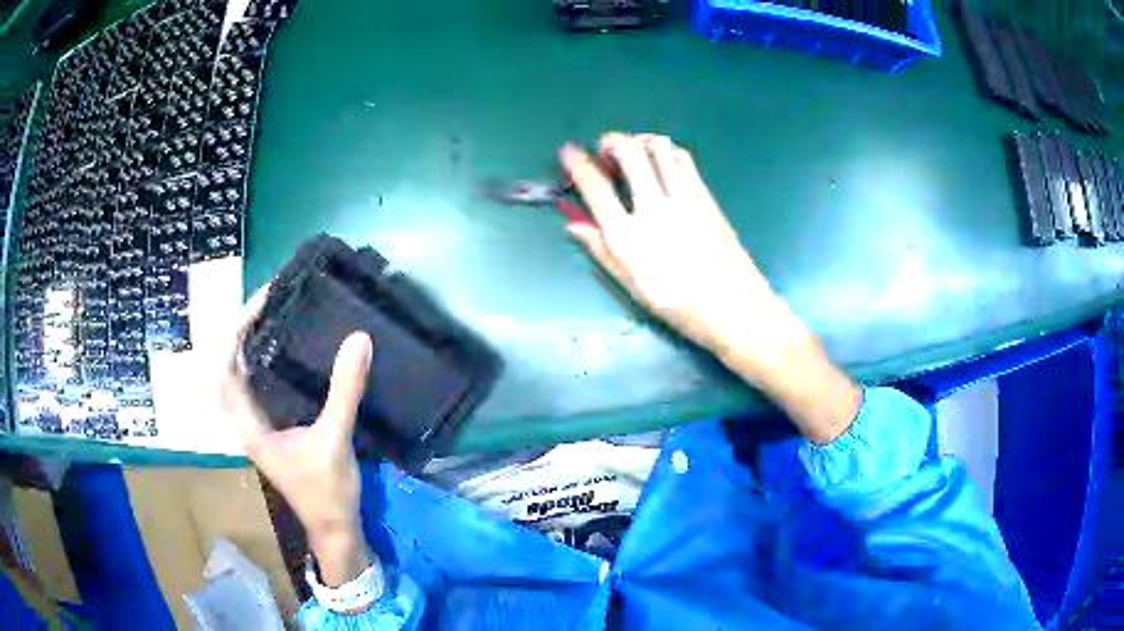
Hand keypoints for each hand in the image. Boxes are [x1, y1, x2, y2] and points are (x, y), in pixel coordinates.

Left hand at [220, 285, 373, 585]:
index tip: (260, 301)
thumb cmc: (327, 492)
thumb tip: (358, 339)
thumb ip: (344, 391)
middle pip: (227, 370)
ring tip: (269, 318)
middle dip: (239, 333)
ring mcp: (258, 429)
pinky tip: (280, 355)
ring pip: (239, 380)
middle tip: (264, 304)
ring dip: (246, 348)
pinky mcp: (273, 432)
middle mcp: (246, 424)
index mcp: (250, 426)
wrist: (334, 529)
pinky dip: (260, 366)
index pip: (228, 369)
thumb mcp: (335, 440)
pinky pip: (256, 389)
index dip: (237, 331)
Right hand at [561, 133, 860, 442]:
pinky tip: (662, 162)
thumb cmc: (678, 304)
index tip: (569, 151)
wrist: (733, 306)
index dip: (577, 163)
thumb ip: (601, 250)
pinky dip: (666, 150)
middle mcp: (653, 208)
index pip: (595, 187)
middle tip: (606, 149)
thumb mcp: (631, 285)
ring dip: (640, 141)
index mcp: (628, 236)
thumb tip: (574, 223)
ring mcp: (683, 198)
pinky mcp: (705, 196)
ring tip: (634, 151)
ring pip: (658, 147)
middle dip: (611, 141)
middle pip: (628, 152)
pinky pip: (683, 159)